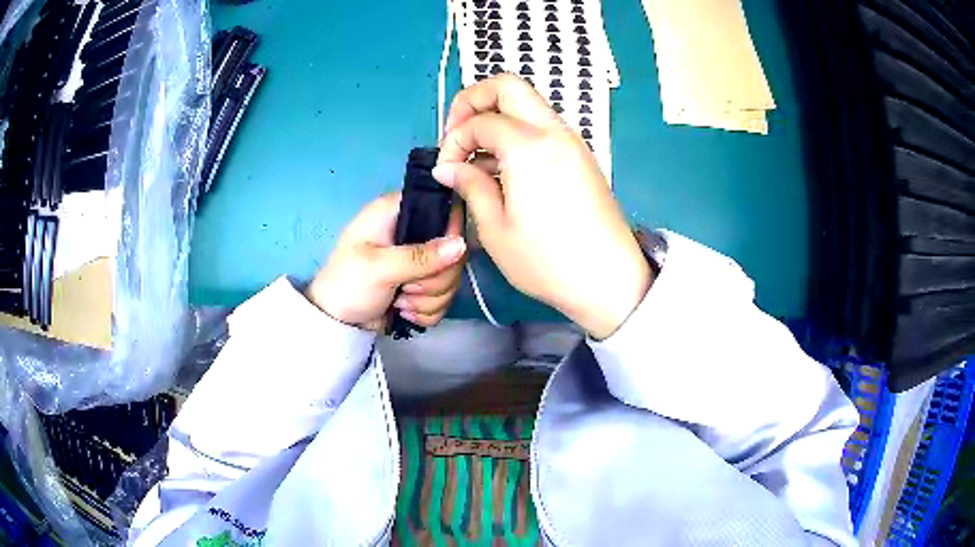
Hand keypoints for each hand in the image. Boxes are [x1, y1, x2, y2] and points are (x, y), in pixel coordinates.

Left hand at [305, 194, 465, 330]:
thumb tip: (461, 245)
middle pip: (454, 250)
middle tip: (406, 288)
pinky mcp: (422, 284)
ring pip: (451, 277)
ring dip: (429, 298)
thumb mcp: (379, 268)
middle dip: (434, 279)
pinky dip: (428, 309)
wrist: (336, 322)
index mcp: (397, 212)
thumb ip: (420, 256)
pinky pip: (445, 296)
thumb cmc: (348, 284)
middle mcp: (413, 232)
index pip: (444, 209)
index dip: (450, 234)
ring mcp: (419, 260)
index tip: (439, 258)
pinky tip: (405, 311)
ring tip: (401, 302)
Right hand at [434, 74, 651, 338]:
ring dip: (496, 117)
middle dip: (473, 101)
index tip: (446, 171)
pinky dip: (517, 132)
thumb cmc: (548, 261)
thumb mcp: (496, 229)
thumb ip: (470, 185)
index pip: (480, 121)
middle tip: (458, 135)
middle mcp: (553, 131)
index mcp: (529, 146)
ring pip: (527, 103)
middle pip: (507, 85)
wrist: (609, 279)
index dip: (453, 141)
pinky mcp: (581, 155)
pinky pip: (542, 126)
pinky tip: (505, 169)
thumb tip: (448, 167)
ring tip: (478, 159)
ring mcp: (572, 141)